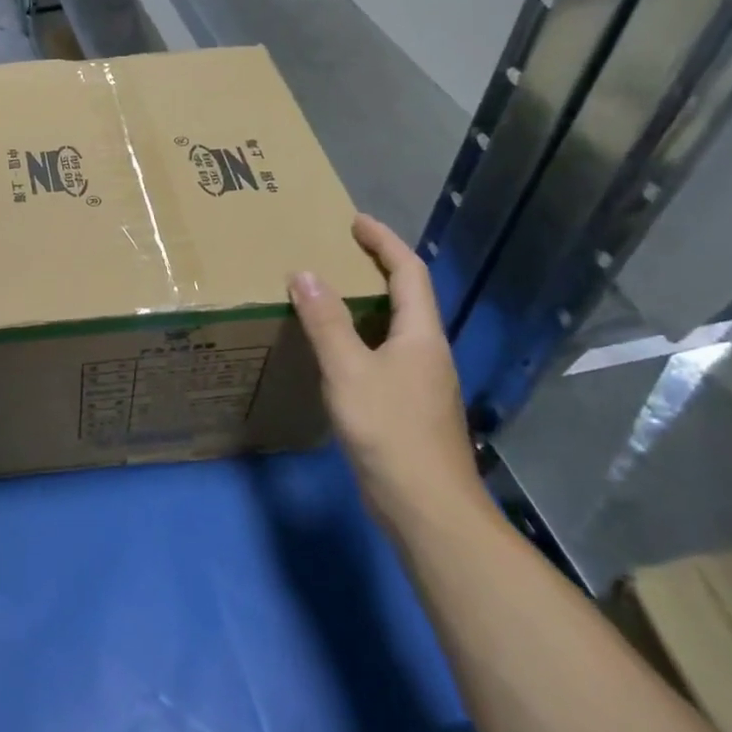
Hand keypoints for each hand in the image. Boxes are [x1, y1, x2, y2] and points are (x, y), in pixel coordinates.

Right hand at [289, 215, 484, 531]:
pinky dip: (362, 336)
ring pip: (396, 328)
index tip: (356, 221)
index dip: (384, 242)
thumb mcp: (349, 370)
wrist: (427, 509)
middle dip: (376, 267)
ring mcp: (422, 382)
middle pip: (407, 296)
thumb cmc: (389, 431)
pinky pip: (385, 354)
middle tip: (337, 252)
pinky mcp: (409, 407)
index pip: (408, 272)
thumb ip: (326, 321)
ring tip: (329, 294)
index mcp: (420, 335)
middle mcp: (427, 352)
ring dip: (368, 303)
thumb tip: (304, 273)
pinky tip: (337, 351)